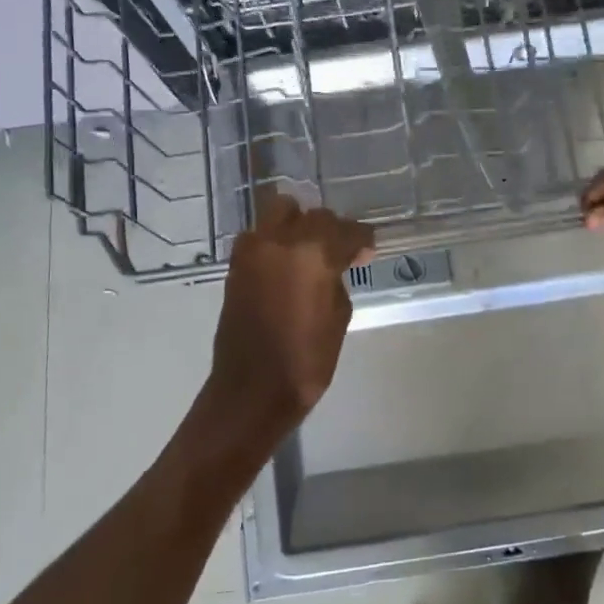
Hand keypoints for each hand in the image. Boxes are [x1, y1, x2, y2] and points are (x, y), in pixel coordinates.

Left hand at [208, 192, 373, 432]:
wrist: (253, 389)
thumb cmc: (306, 359)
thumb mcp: (338, 317)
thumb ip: (338, 280)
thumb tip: (336, 266)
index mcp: (313, 254)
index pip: (346, 231)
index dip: (361, 239)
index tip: (368, 251)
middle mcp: (280, 241)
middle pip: (313, 215)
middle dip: (331, 229)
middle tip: (342, 252)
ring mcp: (253, 251)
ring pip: (279, 213)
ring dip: (297, 225)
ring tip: (309, 251)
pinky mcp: (236, 266)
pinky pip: (259, 236)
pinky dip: (274, 241)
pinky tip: (286, 264)